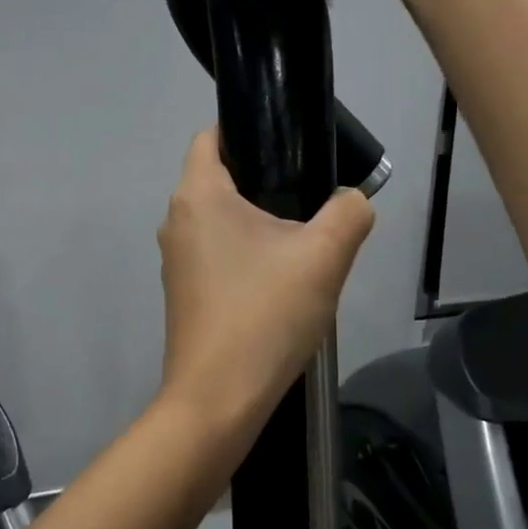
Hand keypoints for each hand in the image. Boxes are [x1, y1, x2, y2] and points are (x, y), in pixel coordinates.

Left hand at [156, 129, 374, 436]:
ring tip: (303, 244)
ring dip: (258, 223)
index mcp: (198, 196)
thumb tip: (351, 201)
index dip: (248, 129)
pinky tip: (280, 282)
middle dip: (264, 181)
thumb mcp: (324, 257)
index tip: (290, 144)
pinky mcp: (183, 293)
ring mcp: (175, 261)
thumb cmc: (264, 315)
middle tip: (311, 198)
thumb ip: (349, 213)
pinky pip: (218, 255)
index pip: (211, 136)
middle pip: (220, 179)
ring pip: (221, 221)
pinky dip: (246, 255)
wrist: (218, 399)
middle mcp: (176, 221)